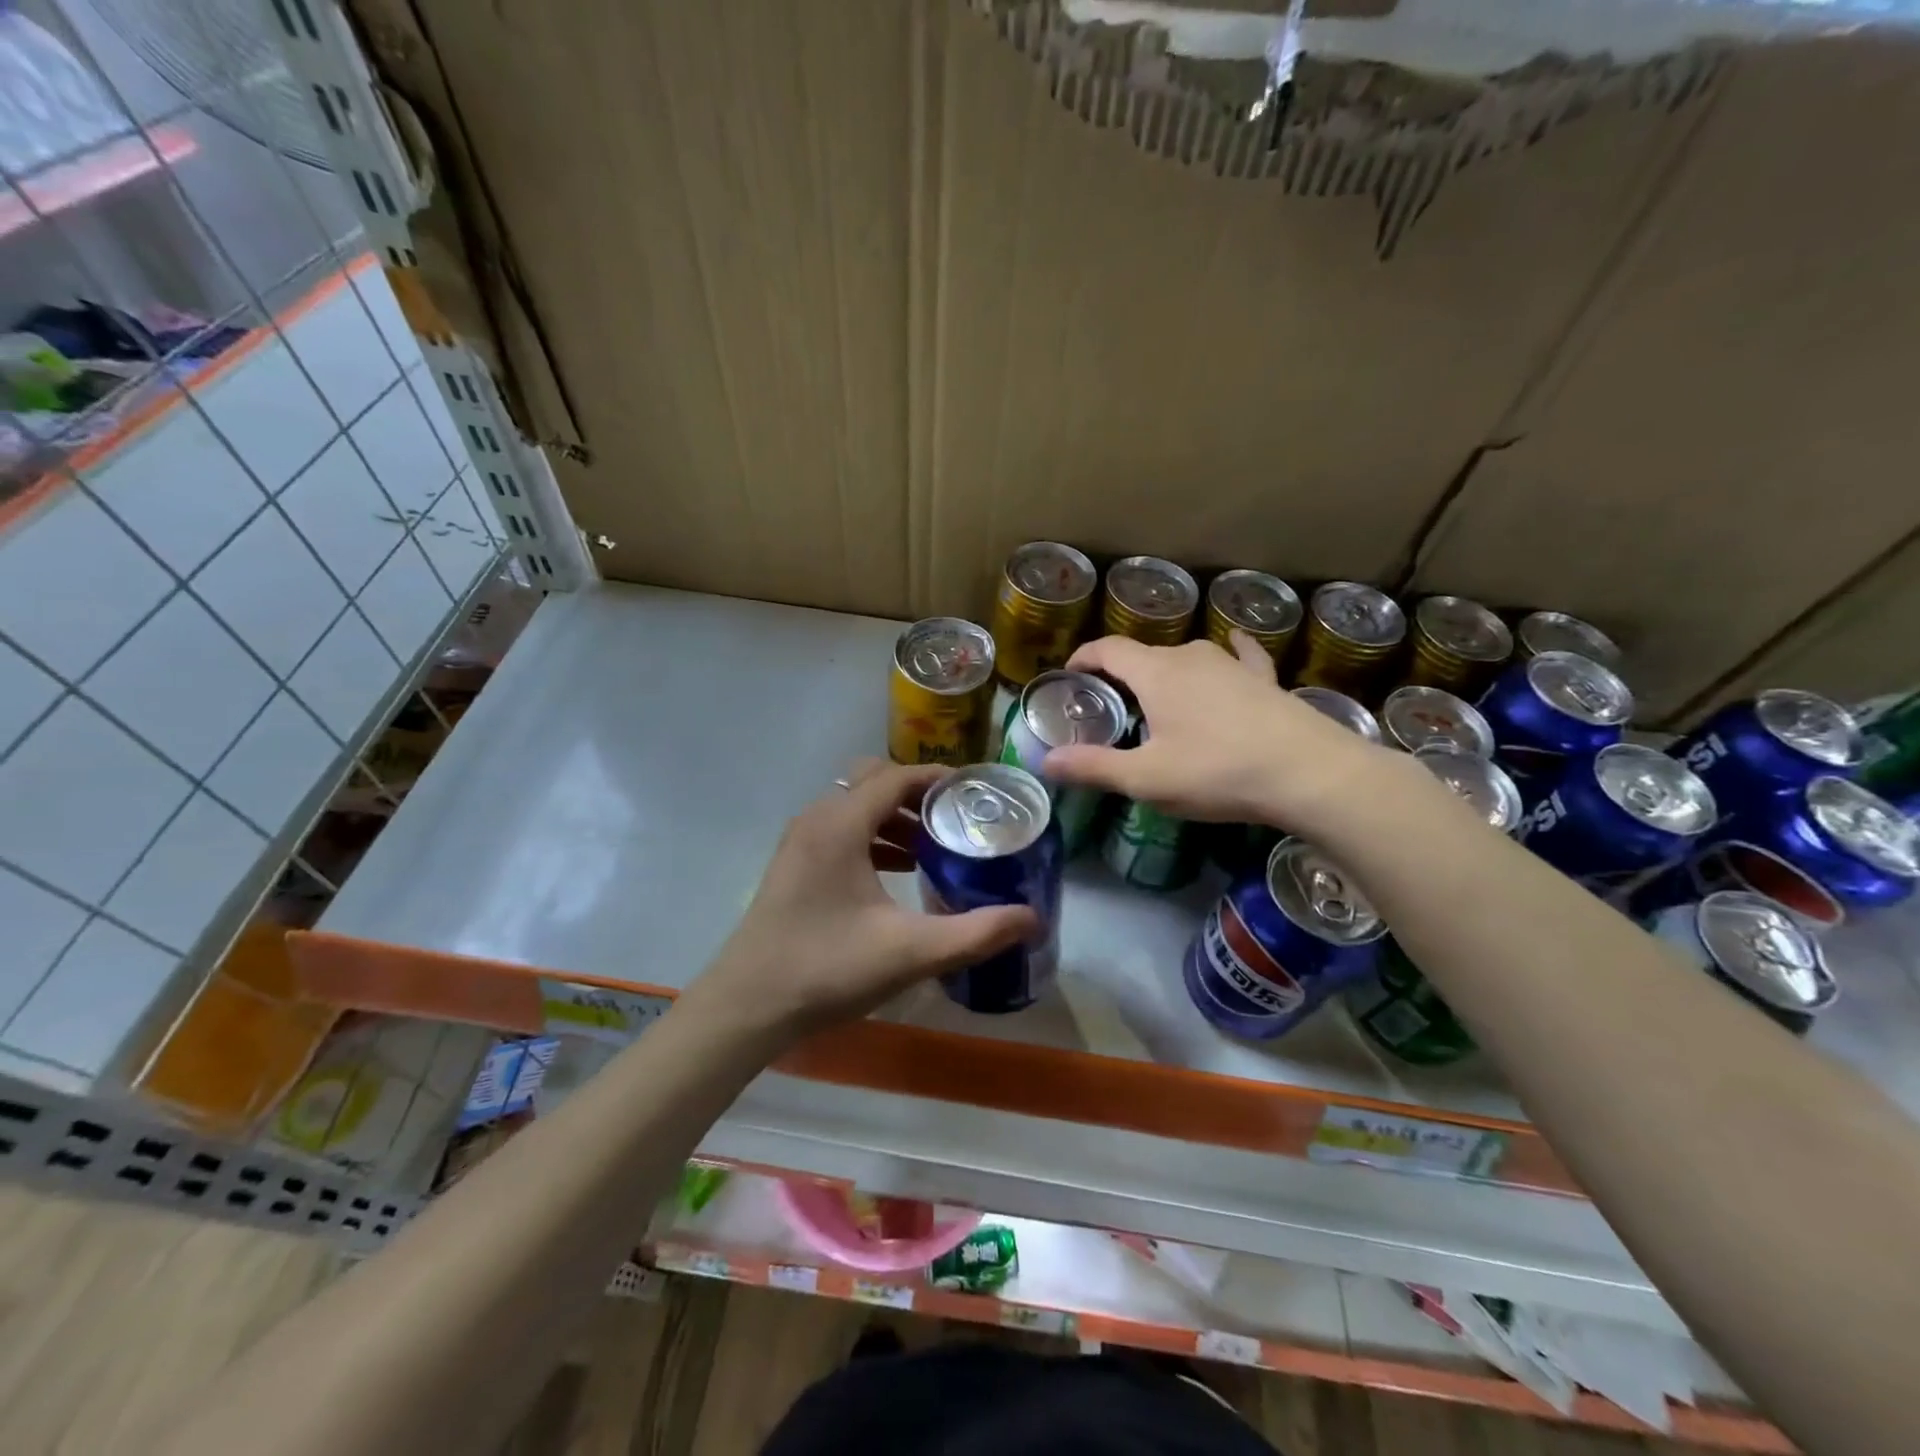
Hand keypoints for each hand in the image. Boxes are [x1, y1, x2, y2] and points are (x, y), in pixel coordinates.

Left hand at [695, 760, 1038, 1040]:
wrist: (747, 1007)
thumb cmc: (827, 969)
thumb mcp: (910, 952)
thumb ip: (976, 933)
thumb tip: (1032, 918)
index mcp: (840, 824)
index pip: (896, 776)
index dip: (939, 778)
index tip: (977, 792)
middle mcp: (817, 819)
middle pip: (874, 781)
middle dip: (917, 794)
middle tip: (957, 819)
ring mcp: (800, 841)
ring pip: (855, 807)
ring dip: (894, 817)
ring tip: (934, 847)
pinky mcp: (794, 864)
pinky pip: (841, 830)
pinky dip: (873, 837)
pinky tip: (898, 873)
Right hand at [1043, 631, 1390, 828]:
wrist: (1309, 773)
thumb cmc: (1217, 772)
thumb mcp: (1146, 778)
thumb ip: (1093, 767)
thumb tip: (1044, 762)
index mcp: (1156, 673)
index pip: (1109, 649)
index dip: (1085, 657)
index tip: (1070, 674)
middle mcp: (1191, 657)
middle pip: (1145, 654)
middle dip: (1121, 673)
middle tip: (1109, 704)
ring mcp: (1231, 664)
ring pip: (1187, 657)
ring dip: (1165, 672)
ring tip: (1157, 698)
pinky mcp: (1264, 680)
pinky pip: (1239, 657)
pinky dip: (1227, 654)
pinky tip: (1234, 647)